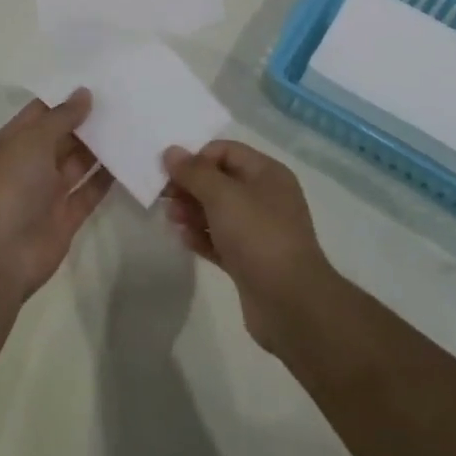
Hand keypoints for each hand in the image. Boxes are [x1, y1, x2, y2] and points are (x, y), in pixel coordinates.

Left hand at [0, 91, 112, 302]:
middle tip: (124, 99)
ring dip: (101, 146)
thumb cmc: (10, 186)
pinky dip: (107, 178)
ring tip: (132, 123)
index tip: (99, 81)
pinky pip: (90, 191)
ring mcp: (48, 192)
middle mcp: (30, 164)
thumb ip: (61, 116)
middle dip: (88, 120)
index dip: (66, 97)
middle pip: (63, 136)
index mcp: (13, 142)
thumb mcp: (32, 141)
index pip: (41, 112)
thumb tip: (84, 93)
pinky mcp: (67, 217)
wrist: (0, 256)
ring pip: (78, 162)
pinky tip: (130, 158)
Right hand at [161, 140, 337, 353]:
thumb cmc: (258, 236)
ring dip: (192, 211)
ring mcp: (259, 231)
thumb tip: (171, 151)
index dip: (197, 158)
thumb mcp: (222, 195)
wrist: (290, 303)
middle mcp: (265, 197)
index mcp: (267, 173)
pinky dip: (201, 237)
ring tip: (171, 218)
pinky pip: (220, 240)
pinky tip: (183, 239)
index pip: (226, 151)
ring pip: (218, 212)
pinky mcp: (250, 261)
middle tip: (165, 197)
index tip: (172, 173)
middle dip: (190, 186)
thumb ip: (194, 172)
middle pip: (220, 181)